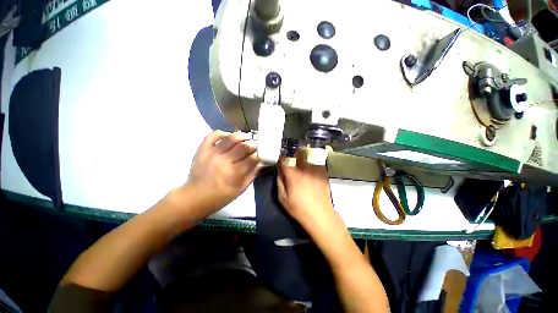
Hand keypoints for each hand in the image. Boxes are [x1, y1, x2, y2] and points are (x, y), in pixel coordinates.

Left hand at [183, 130, 259, 214]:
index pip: (252, 158)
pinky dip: (223, 133)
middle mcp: (224, 161)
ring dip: (241, 136)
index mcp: (234, 173)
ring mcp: (212, 153)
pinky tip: (229, 136)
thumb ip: (252, 174)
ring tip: (246, 137)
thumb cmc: (221, 196)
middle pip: (243, 146)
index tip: (262, 152)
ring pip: (230, 138)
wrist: (195, 196)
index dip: (259, 153)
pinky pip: (213, 135)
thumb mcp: (241, 189)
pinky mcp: (202, 149)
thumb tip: (260, 162)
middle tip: (256, 145)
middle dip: (253, 144)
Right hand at [277, 154, 333, 225]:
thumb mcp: (283, 199)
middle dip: (293, 157)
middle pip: (297, 157)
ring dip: (303, 159)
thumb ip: (280, 183)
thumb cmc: (299, 209)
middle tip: (292, 161)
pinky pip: (316, 164)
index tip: (281, 161)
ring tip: (302, 162)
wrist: (320, 215)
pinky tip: (312, 170)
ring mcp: (316, 172)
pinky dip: (312, 164)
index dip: (282, 160)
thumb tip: (279, 173)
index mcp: (294, 177)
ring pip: (307, 159)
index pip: (285, 162)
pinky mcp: (324, 175)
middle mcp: (305, 171)